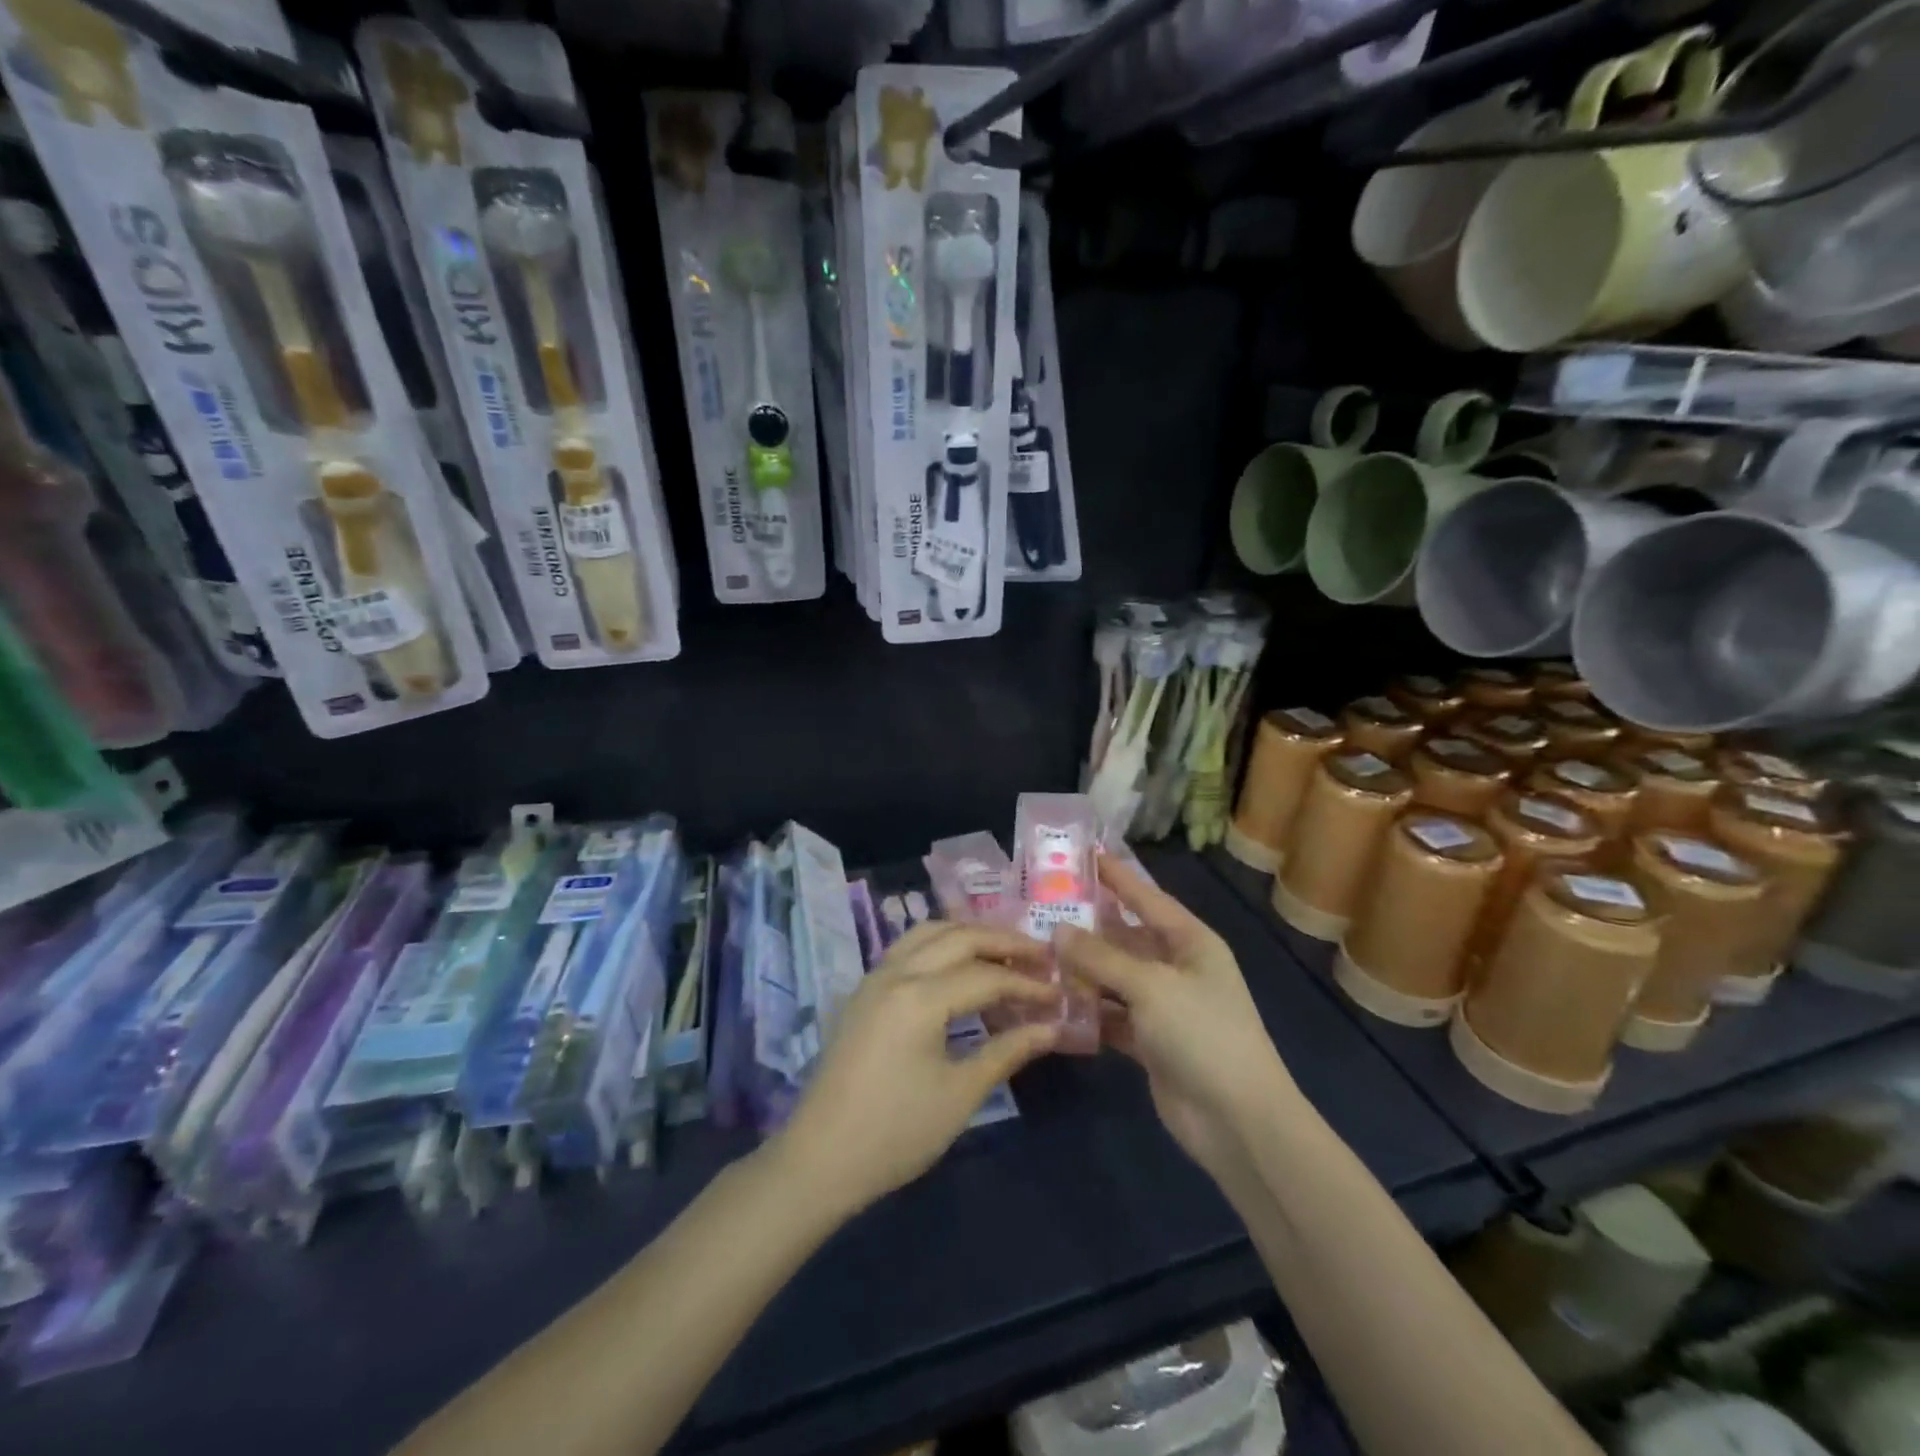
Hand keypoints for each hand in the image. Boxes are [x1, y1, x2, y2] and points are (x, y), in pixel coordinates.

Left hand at [771, 922, 1060, 1218]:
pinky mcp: (864, 991)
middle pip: (959, 937)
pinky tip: (959, 966)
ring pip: (929, 933)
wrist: (820, 1158)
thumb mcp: (960, 1094)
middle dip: (1004, 941)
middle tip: (1042, 956)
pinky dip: (942, 945)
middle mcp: (896, 972)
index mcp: (920, 996)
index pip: (986, 975)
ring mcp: (875, 977)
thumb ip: (1007, 1051)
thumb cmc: (896, 1132)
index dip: (1027, 983)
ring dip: (970, 935)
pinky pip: (909, 947)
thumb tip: (1052, 1027)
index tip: (1059, 993)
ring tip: (1004, 953)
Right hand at [1055, 857, 1297, 1183]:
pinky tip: (1053, 1004)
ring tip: (1037, 954)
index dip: (1118, 877)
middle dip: (1089, 927)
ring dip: (1082, 971)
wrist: (1238, 1122)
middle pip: (1126, 938)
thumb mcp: (1150, 986)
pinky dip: (1088, 1011)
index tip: (1086, 854)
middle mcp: (1178, 968)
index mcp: (1191, 942)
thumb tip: (1057, 930)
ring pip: (1115, 978)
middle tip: (1043, 910)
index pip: (1148, 898)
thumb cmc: (1202, 1034)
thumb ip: (1101, 957)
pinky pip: (1112, 1015)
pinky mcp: (1150, 1042)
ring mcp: (1164, 1007)